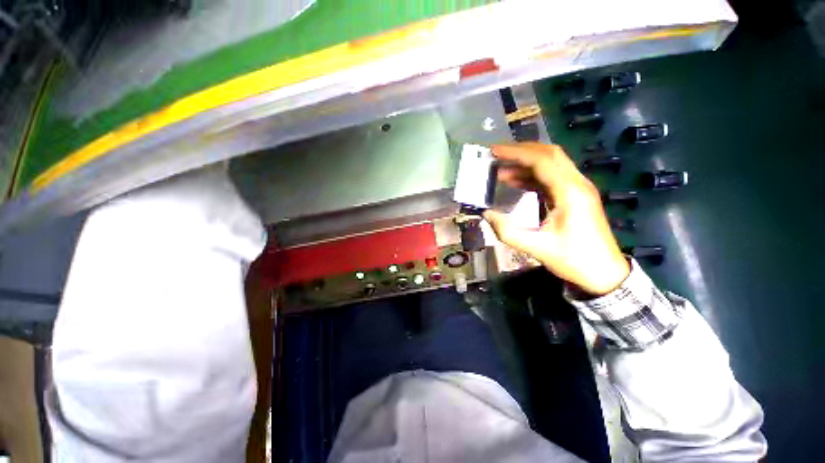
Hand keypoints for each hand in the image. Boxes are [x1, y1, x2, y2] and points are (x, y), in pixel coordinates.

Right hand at [483, 143, 628, 295]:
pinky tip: (516, 182)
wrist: (604, 274)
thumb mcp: (536, 248)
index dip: (516, 153)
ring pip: (551, 164)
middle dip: (521, 152)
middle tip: (496, 156)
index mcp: (570, 192)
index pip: (542, 160)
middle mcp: (577, 184)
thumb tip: (486, 214)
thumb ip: (507, 231)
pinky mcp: (575, 196)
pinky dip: (532, 176)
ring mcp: (578, 189)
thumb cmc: (573, 260)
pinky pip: (551, 178)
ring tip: (500, 171)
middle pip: (549, 155)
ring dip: (525, 164)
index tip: (494, 152)